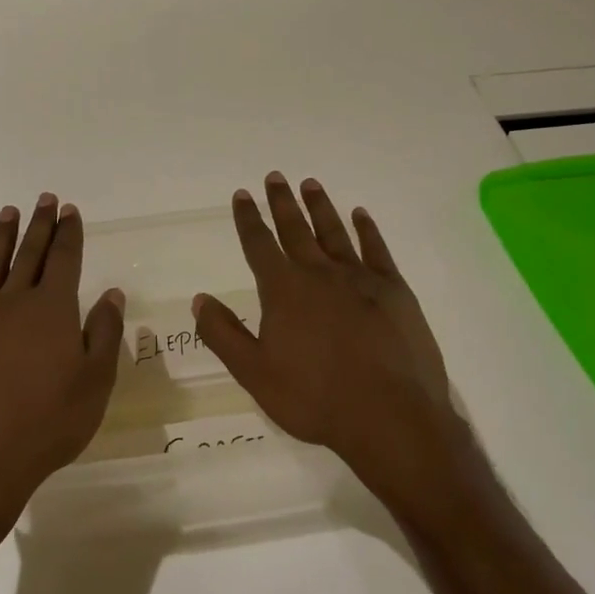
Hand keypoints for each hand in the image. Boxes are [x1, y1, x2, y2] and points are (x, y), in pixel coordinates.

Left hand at [0, 194, 125, 537]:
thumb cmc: (46, 424)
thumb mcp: (94, 383)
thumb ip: (105, 334)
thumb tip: (111, 294)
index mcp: (52, 310)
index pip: (64, 260)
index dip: (69, 233)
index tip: (70, 210)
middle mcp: (12, 303)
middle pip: (29, 254)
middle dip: (39, 225)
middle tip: (44, 199)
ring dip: (1, 239)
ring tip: (8, 214)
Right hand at [192, 173, 482, 511]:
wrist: (390, 416)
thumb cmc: (315, 398)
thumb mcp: (255, 374)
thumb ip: (224, 334)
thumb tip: (200, 299)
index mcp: (284, 291)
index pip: (259, 245)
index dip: (248, 219)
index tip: (242, 194)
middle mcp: (319, 274)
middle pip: (296, 229)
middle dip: (282, 202)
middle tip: (275, 177)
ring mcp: (360, 278)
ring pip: (334, 232)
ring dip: (320, 206)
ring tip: (310, 184)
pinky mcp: (395, 290)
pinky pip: (377, 249)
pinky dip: (367, 229)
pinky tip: (360, 215)